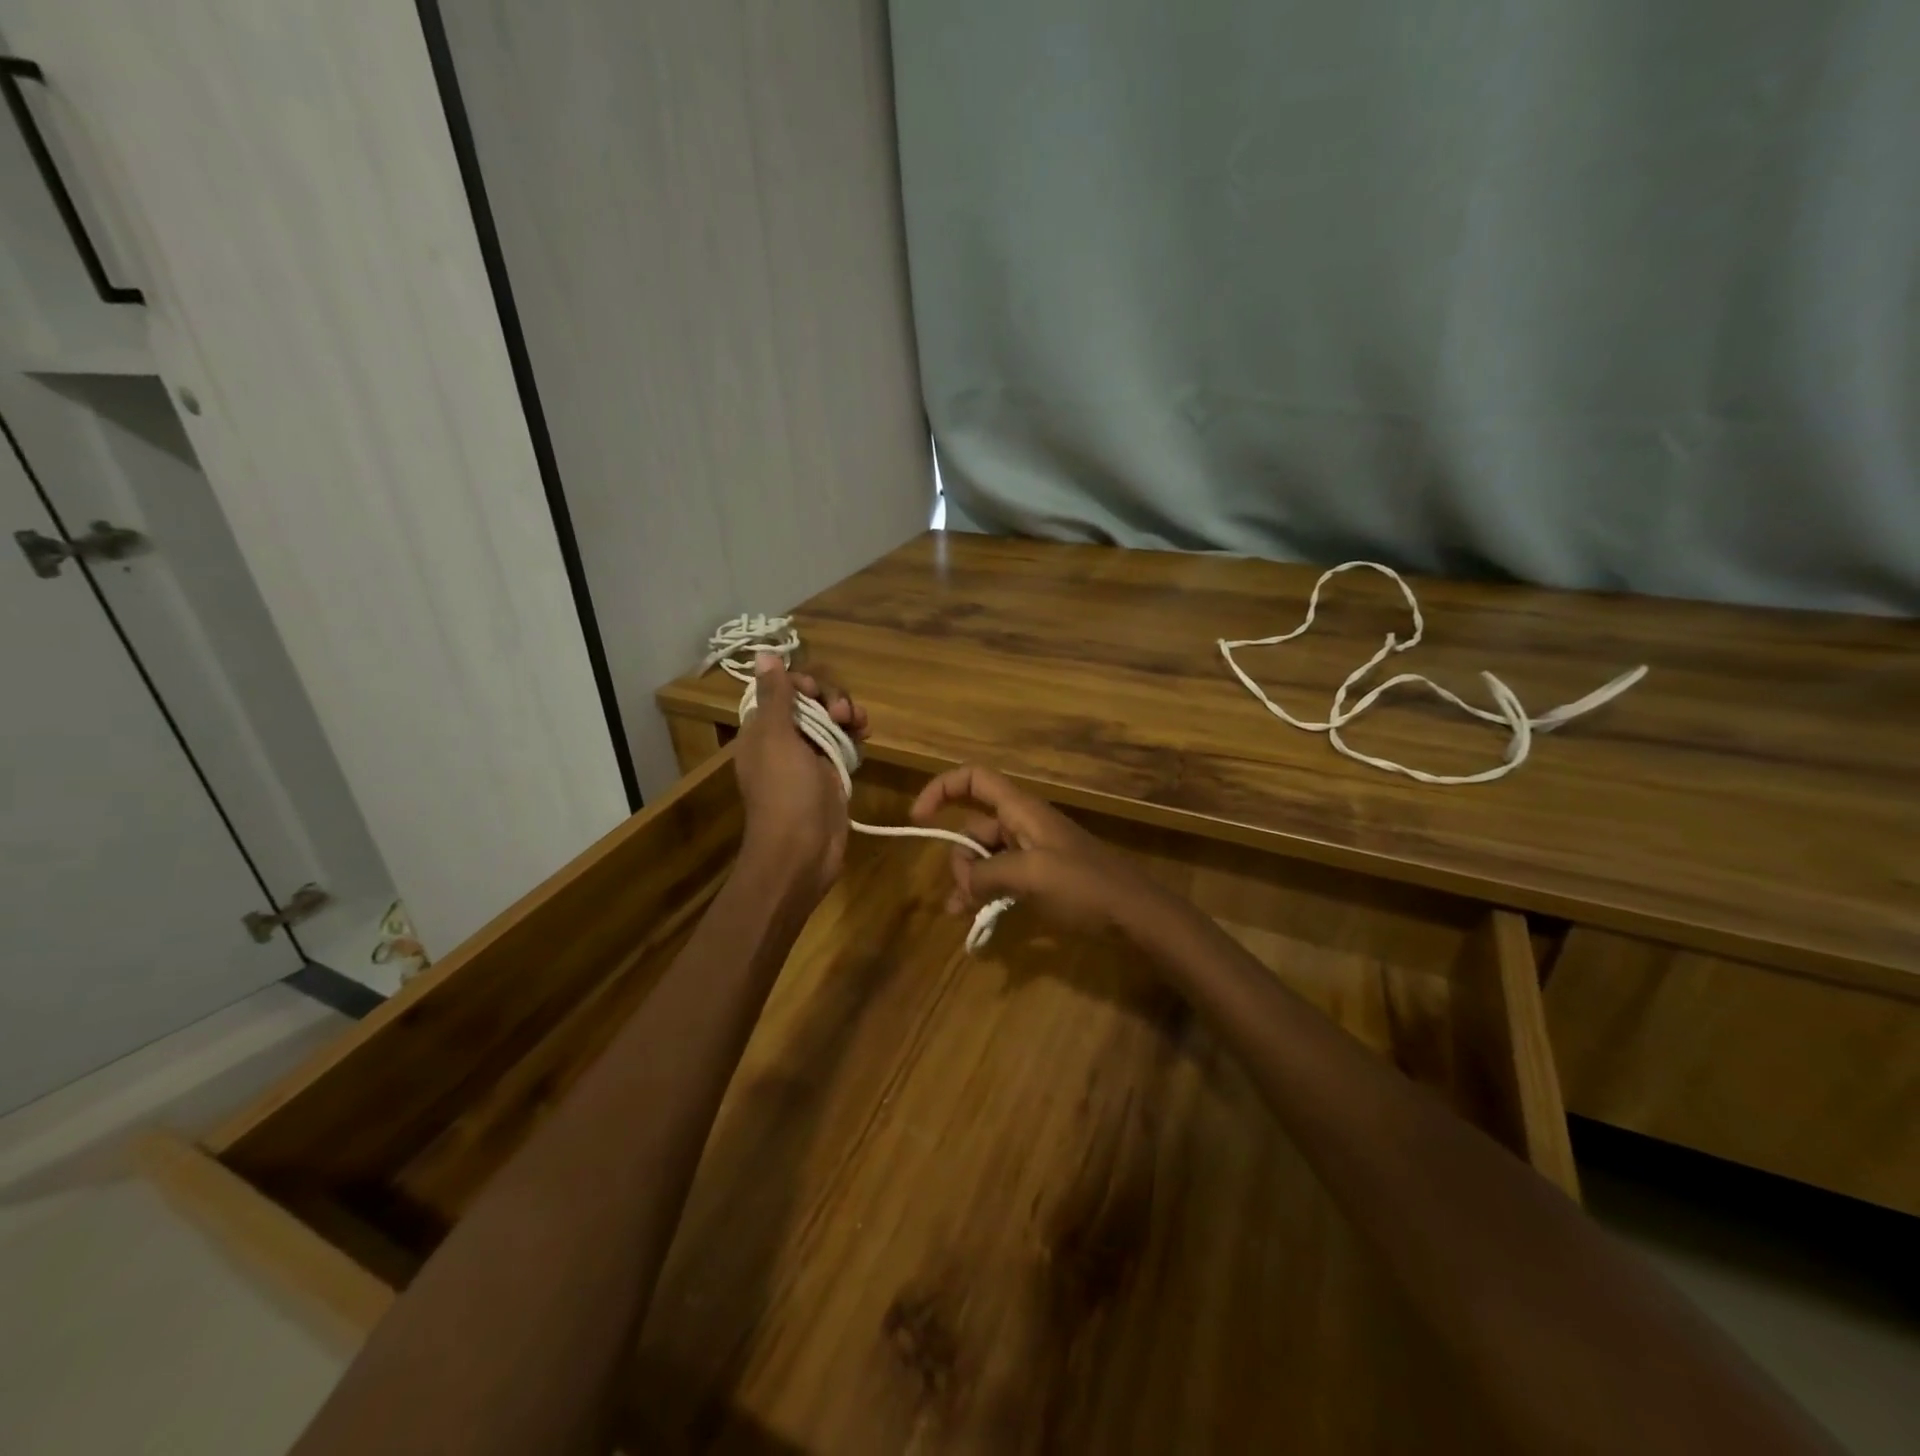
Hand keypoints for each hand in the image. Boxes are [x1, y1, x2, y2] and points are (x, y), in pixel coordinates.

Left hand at [734, 654, 867, 899]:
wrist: (802, 850)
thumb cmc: (786, 792)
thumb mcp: (777, 738)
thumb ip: (776, 696)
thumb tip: (763, 654)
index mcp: (762, 730)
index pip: (783, 690)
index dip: (804, 685)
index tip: (817, 694)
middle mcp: (784, 740)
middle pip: (811, 703)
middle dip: (831, 699)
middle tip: (843, 713)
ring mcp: (809, 759)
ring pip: (831, 721)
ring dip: (847, 715)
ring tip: (860, 724)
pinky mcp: (831, 775)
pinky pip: (844, 743)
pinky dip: (855, 735)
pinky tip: (866, 735)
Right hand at [909, 765, 1157, 934]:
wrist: (1135, 914)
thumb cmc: (1084, 886)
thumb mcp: (1029, 876)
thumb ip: (986, 874)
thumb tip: (962, 884)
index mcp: (1021, 810)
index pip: (974, 779)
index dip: (941, 789)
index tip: (918, 819)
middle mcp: (1023, 824)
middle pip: (973, 826)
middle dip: (958, 855)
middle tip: (964, 891)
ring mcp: (1033, 852)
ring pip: (985, 856)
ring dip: (967, 880)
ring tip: (960, 913)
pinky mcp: (1041, 878)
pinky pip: (1001, 878)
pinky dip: (985, 893)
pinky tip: (974, 919)